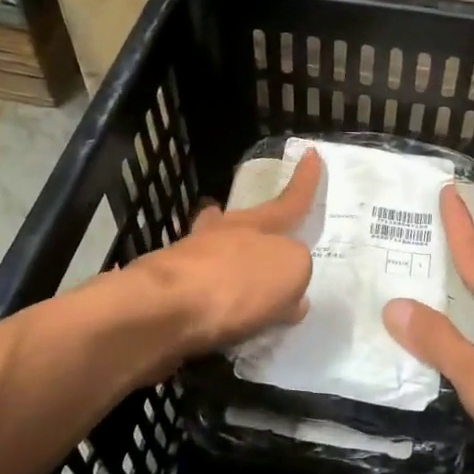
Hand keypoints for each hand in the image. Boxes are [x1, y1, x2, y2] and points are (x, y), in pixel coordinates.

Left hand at [135, 150, 319, 358]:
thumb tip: (288, 293)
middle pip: (242, 221)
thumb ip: (295, 272)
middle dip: (253, 222)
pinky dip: (212, 296)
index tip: (311, 155)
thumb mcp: (290, 271)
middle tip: (259, 225)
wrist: (163, 311)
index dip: (304, 182)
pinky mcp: (167, 291)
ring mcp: (188, 259)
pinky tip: (219, 318)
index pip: (289, 202)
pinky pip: (199, 288)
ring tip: (237, 275)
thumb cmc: (235, 284)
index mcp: (256, 226)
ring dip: (226, 256)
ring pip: (214, 250)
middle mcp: (221, 235)